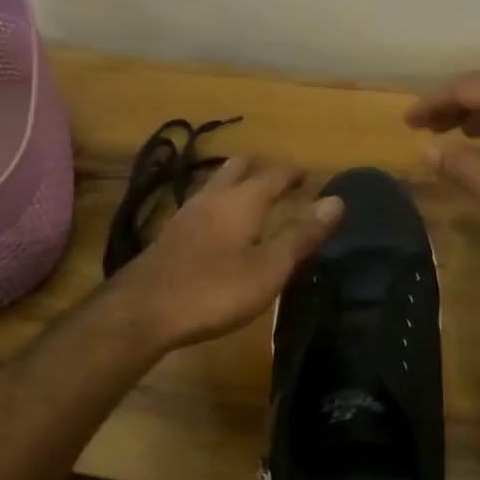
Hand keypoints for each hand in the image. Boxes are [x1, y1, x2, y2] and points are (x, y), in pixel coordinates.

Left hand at [109, 156, 342, 352]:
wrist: (143, 310)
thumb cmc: (214, 289)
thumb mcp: (269, 268)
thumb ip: (302, 235)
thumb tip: (336, 200)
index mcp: (242, 200)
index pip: (274, 174)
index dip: (293, 174)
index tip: (308, 176)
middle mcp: (213, 197)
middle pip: (238, 168)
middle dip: (262, 169)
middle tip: (280, 181)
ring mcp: (186, 213)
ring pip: (215, 184)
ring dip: (236, 183)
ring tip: (251, 198)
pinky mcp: (169, 234)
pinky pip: (201, 205)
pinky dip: (218, 204)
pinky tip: (217, 226)